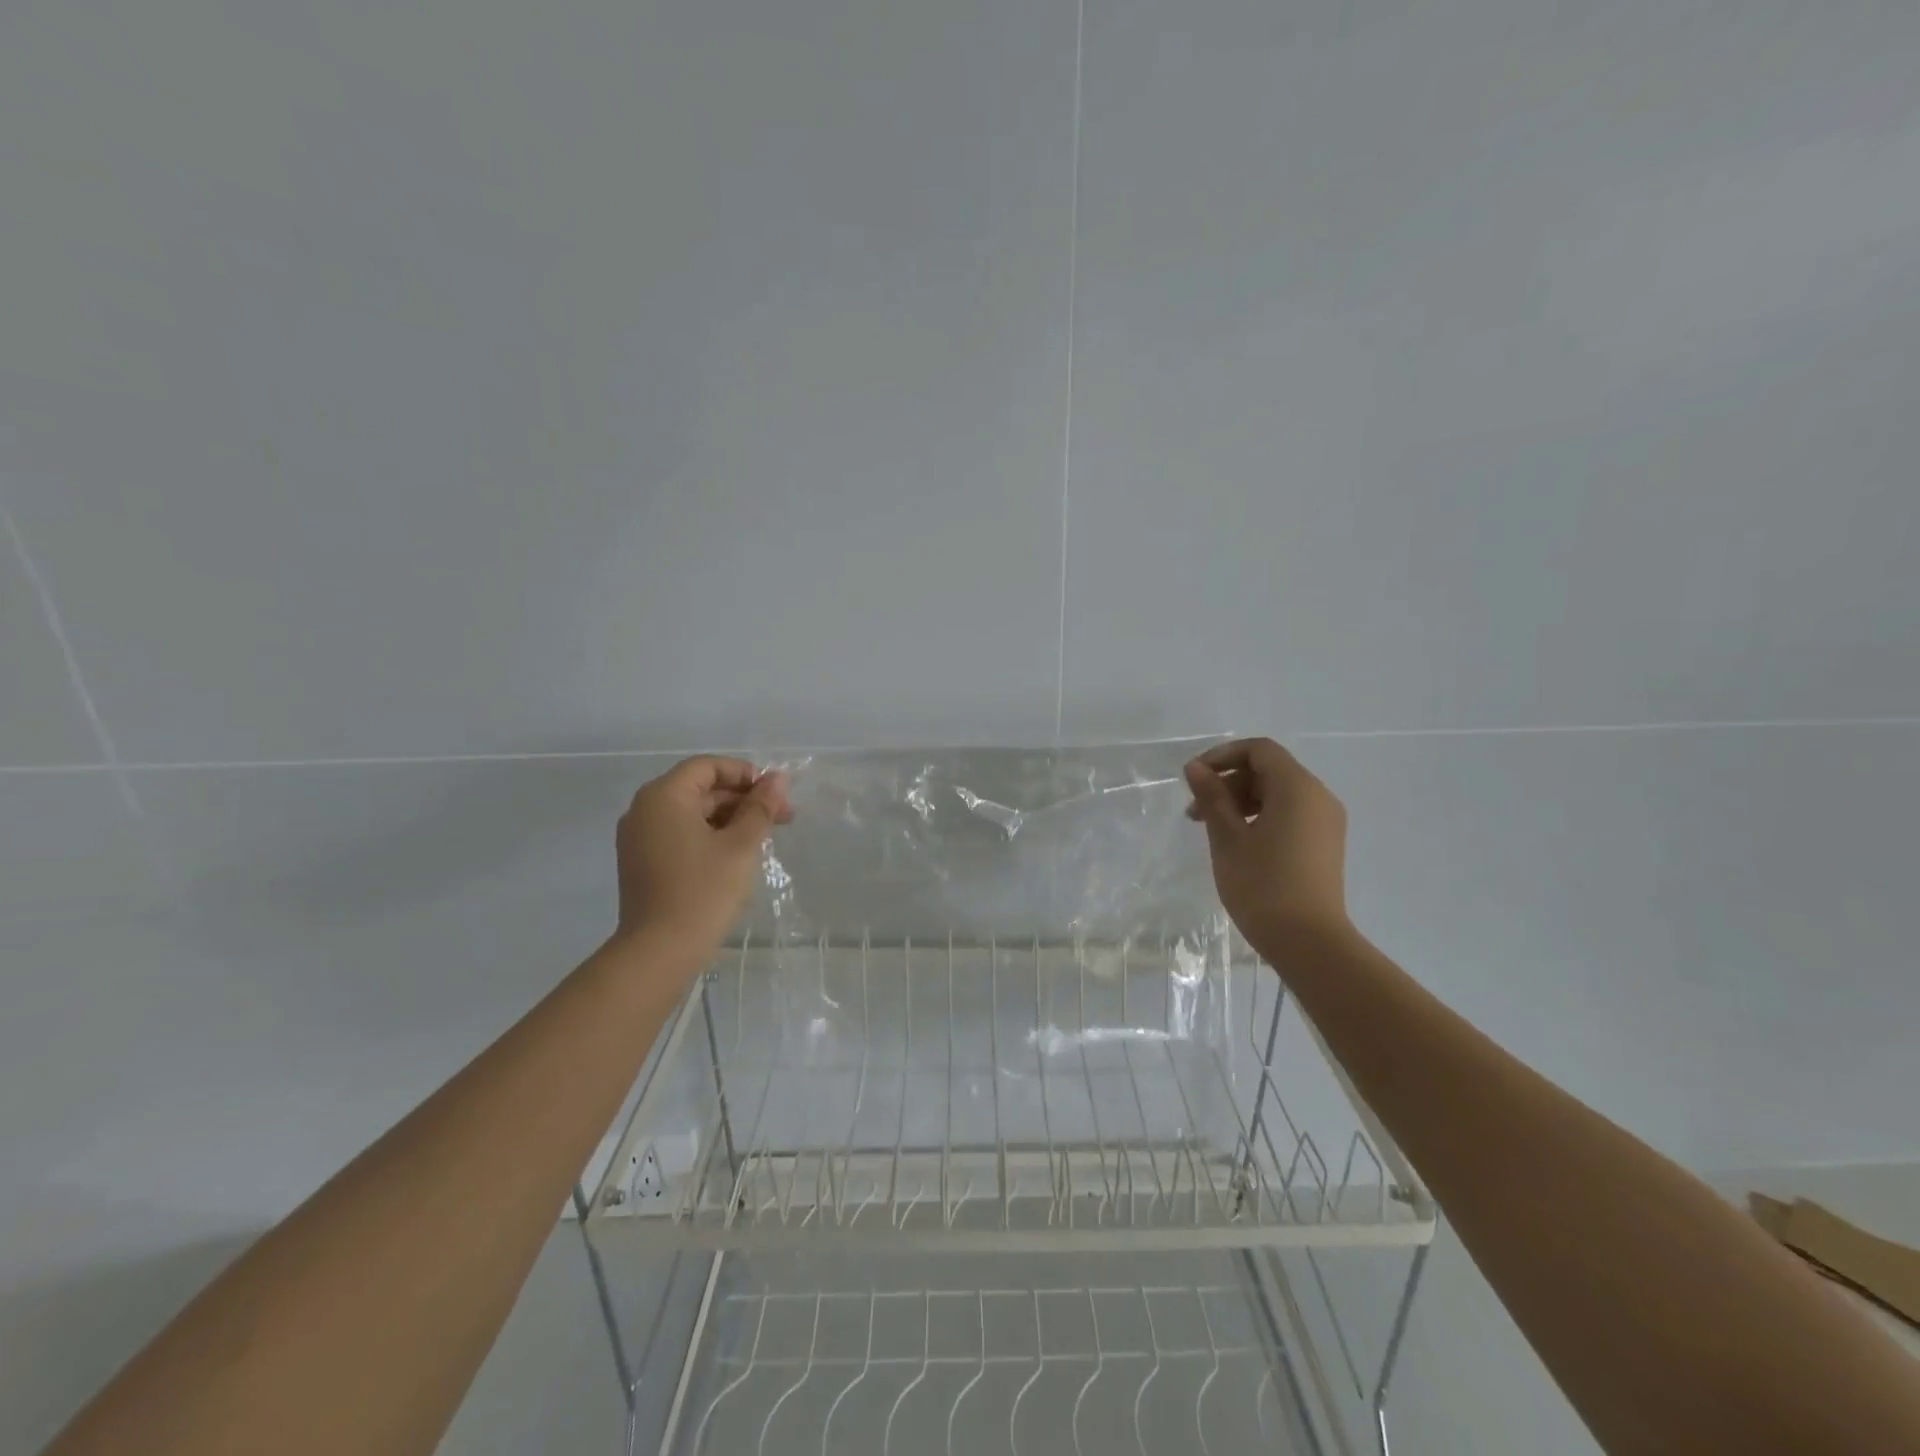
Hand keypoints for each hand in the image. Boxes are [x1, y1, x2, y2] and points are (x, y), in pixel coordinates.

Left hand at [612, 756, 792, 957]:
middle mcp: (644, 810)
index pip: (707, 766)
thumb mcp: (741, 845)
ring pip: (691, 813)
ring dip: (729, 818)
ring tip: (764, 838)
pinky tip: (737, 854)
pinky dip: (709, 836)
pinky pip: (680, 835)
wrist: (659, 952)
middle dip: (742, 799)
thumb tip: (777, 779)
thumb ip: (760, 807)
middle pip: (699, 789)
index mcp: (664, 796)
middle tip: (782, 817)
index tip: (775, 794)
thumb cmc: (704, 891)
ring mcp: (639, 839)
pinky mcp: (642, 863)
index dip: (745, 774)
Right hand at [1184, 738, 1352, 945]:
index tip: (1194, 778)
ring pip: (1278, 794)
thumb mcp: (1227, 837)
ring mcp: (1325, 822)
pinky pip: (1290, 814)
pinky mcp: (1324, 844)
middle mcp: (1318, 797)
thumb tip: (1195, 768)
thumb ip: (1211, 797)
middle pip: (1269, 771)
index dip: (1223, 756)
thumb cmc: (1262, 884)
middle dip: (1228, 782)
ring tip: (1210, 829)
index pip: (1259, 750)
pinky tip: (1237, 842)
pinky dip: (1260, 817)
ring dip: (1241, 801)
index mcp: (1297, 788)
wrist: (1309, 942)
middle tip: (1195, 811)